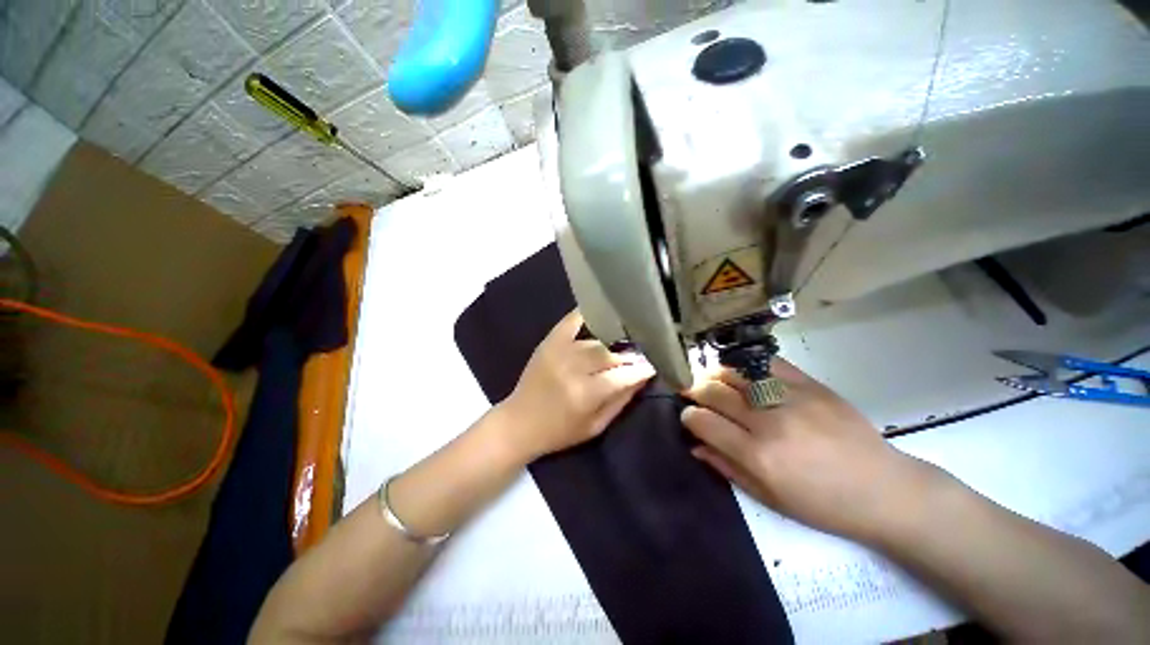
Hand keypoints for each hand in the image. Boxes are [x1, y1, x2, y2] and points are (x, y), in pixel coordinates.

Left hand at [498, 310, 655, 459]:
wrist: (519, 423)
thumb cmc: (560, 432)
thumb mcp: (595, 426)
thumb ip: (621, 401)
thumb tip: (642, 378)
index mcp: (585, 394)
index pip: (623, 375)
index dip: (642, 369)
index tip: (654, 366)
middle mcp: (573, 368)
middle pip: (611, 355)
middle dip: (629, 357)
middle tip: (639, 358)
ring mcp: (560, 351)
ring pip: (596, 341)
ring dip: (613, 344)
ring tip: (623, 345)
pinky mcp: (549, 343)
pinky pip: (570, 322)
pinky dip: (585, 314)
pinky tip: (599, 311)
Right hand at [682, 359, 927, 543]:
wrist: (884, 490)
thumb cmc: (823, 504)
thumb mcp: (769, 498)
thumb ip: (726, 467)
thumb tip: (694, 444)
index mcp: (758, 456)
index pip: (703, 421)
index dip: (688, 416)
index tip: (688, 417)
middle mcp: (769, 422)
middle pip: (714, 391)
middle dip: (695, 390)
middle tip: (694, 394)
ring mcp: (791, 398)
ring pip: (735, 371)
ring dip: (715, 374)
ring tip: (713, 380)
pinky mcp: (811, 385)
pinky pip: (767, 363)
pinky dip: (747, 364)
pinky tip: (742, 371)